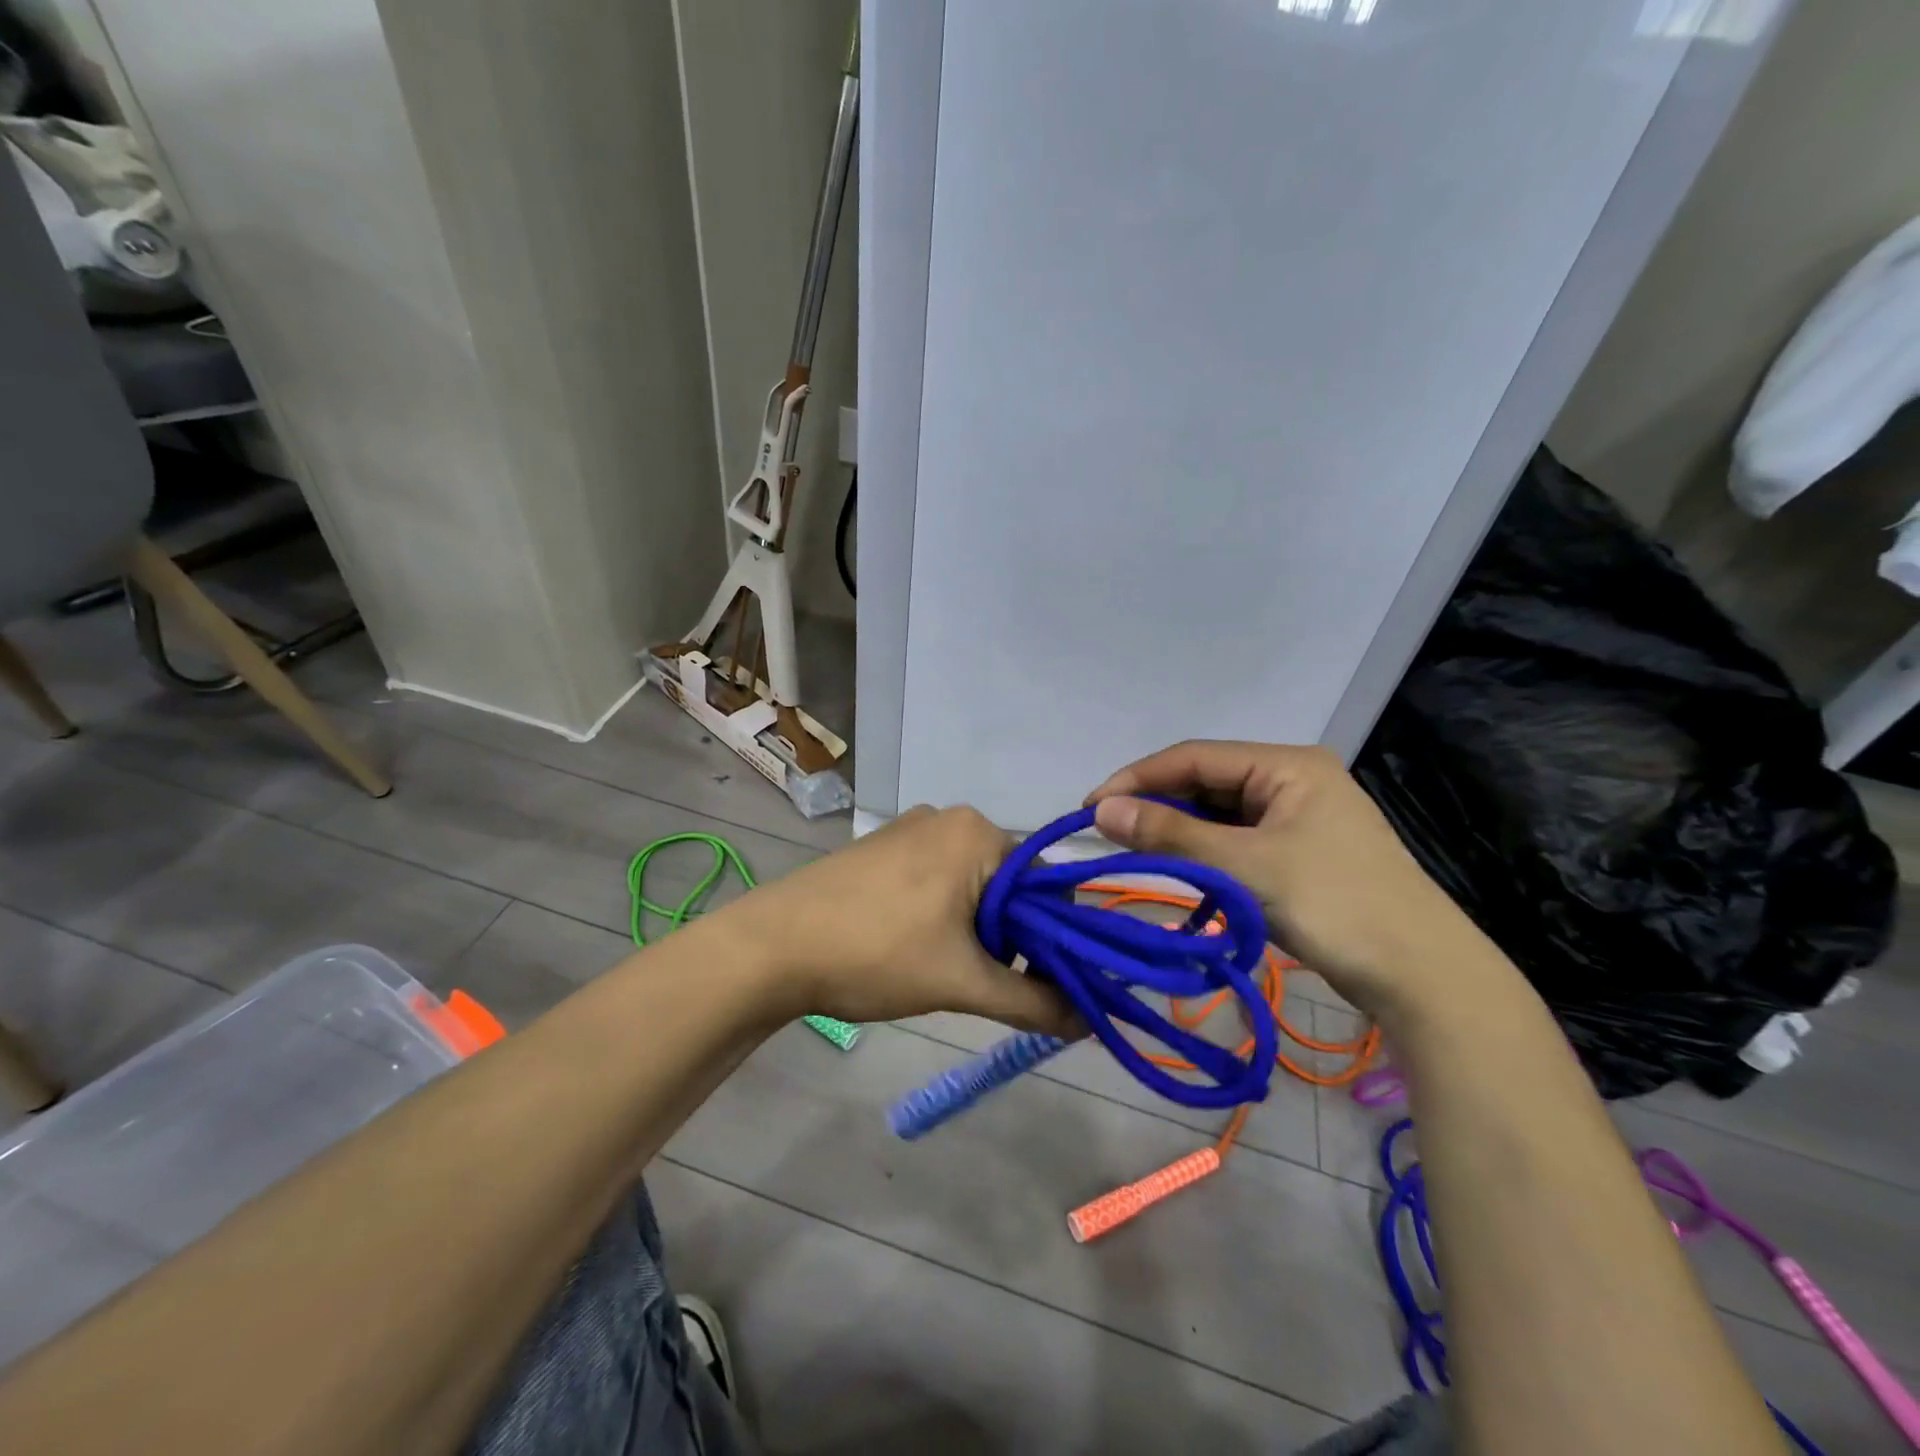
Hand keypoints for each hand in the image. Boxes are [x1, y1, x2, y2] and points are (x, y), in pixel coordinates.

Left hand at [727, 806, 1079, 1035]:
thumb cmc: (876, 953)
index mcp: (978, 833)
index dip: (1053, 938)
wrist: (771, 946)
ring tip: (943, 968)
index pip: (1047, 885)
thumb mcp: (961, 981)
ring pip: (972, 883)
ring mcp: (911, 828)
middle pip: (1010, 883)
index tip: (1042, 983)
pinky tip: (913, 946)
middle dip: (1009, 936)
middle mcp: (949, 817)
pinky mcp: (883, 846)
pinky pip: (936, 877)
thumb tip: (1089, 1023)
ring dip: (975, 929)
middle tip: (983, 981)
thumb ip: (1032, 1001)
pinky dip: (943, 913)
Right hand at [1087, 741, 1506, 1023]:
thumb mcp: (1244, 865)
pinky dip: (1203, 854)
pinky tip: (1178, 870)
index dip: (1137, 779)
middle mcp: (1292, 781)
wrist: (1423, 976)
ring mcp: (1298, 818)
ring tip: (1133, 853)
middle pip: (1206, 783)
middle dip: (1157, 806)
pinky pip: (1236, 842)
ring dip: (1177, 833)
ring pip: (1218, 815)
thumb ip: (1170, 835)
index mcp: (1287, 765)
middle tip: (1107, 834)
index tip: (1090, 808)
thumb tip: (1100, 810)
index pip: (1194, 757)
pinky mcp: (1299, 853)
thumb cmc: (1334, 904)